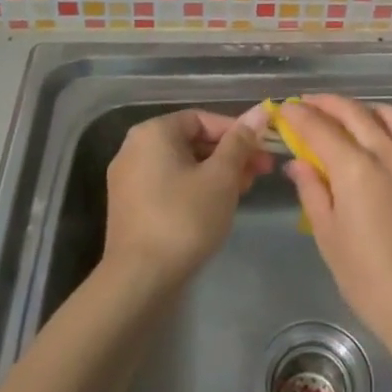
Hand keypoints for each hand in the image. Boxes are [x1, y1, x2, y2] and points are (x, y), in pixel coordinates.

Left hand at [103, 109, 271, 286]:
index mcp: (154, 132)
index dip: (237, 132)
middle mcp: (135, 148)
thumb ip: (240, 142)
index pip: (203, 119)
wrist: (139, 280)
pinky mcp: (130, 206)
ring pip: (183, 164)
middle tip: (260, 172)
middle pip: (193, 141)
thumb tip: (260, 111)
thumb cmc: (185, 218)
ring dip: (216, 173)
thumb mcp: (221, 177)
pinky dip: (195, 188)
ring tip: (244, 191)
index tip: (262, 150)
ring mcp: (129, 179)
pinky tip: (218, 206)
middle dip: (230, 154)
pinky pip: (169, 184)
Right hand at [278, 95, 391, 348]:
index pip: (320, 128)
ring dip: (360, 109)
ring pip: (386, 115)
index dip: (299, 116)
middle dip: (326, 104)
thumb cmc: (368, 278)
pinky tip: (371, 141)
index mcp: (356, 168)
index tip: (284, 109)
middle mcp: (386, 153)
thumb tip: (298, 163)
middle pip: (353, 113)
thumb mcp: (328, 236)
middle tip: (306, 105)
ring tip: (341, 117)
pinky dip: (382, 125)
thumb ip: (312, 191)